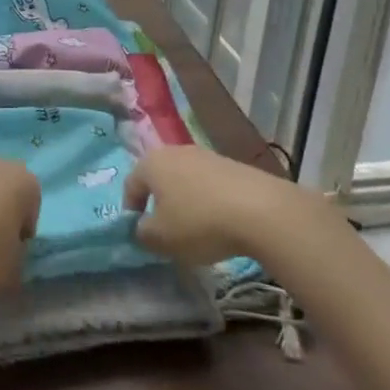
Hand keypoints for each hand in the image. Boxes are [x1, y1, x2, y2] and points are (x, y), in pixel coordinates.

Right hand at [124, 145, 315, 264]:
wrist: (258, 209)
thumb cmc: (198, 222)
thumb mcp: (161, 239)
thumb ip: (141, 233)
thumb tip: (141, 227)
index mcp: (152, 163)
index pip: (131, 185)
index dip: (131, 211)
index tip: (140, 235)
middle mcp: (175, 151)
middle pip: (158, 179)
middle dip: (159, 205)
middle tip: (165, 233)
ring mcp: (204, 154)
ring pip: (184, 180)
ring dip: (184, 203)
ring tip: (195, 231)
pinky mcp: (229, 164)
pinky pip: (208, 184)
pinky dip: (207, 201)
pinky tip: (219, 223)